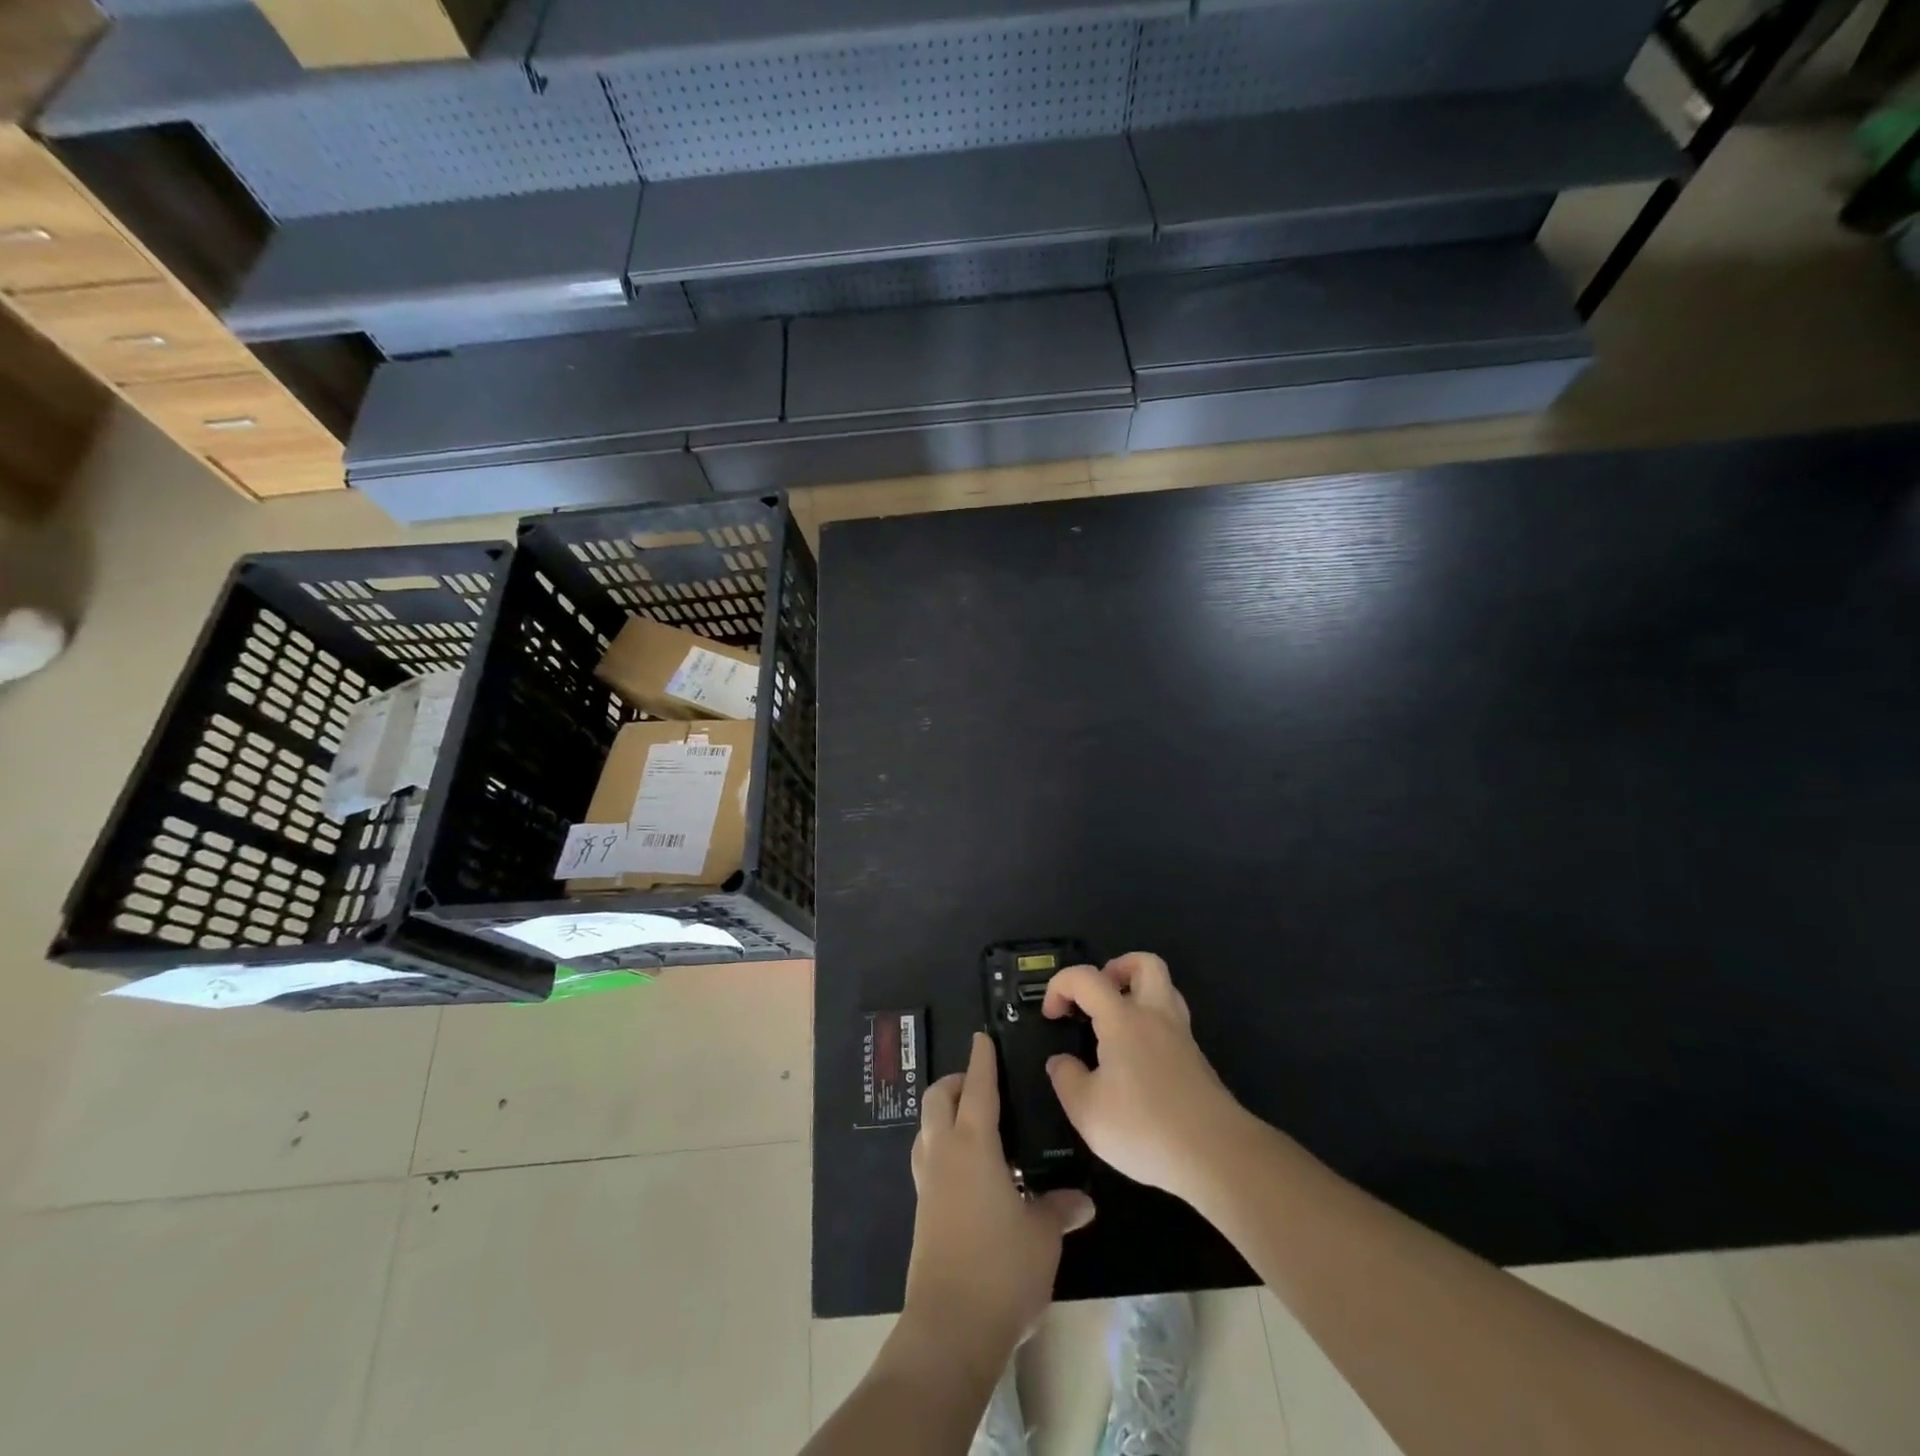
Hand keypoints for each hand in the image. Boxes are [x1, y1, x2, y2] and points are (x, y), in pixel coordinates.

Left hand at [905, 1032, 1094, 1361]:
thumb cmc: (1001, 1269)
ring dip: (944, 1112)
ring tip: (973, 1121)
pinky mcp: (922, 1209)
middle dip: (956, 1081)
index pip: (978, 1088)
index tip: (982, 1037)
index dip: (982, 1060)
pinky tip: (967, 1168)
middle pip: (938, 1098)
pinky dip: (942, 1145)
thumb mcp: (1042, 1236)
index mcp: (973, 1146)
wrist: (950, 1327)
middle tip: (982, 1084)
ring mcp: (928, 1182)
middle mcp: (944, 1153)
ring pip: (926, 1127)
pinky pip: (927, 1158)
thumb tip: (1082, 1201)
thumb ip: (1058, 1209)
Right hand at [1044, 953, 1246, 1202]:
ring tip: (1115, 1024)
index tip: (1052, 1015)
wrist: (1216, 1156)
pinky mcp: (1196, 1061)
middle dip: (1115, 969)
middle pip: (1144, 964)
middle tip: (1096, 999)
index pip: (1086, 977)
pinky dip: (1151, 1026)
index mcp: (1123, 1018)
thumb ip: (1067, 1079)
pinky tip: (1136, 1060)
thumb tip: (1061, 1061)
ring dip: (1137, 994)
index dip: (1060, 985)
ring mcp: (1181, 1036)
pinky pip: (1171, 1023)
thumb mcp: (1086, 1111)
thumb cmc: (1144, 1128)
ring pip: (1164, 990)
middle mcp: (1155, 1015)